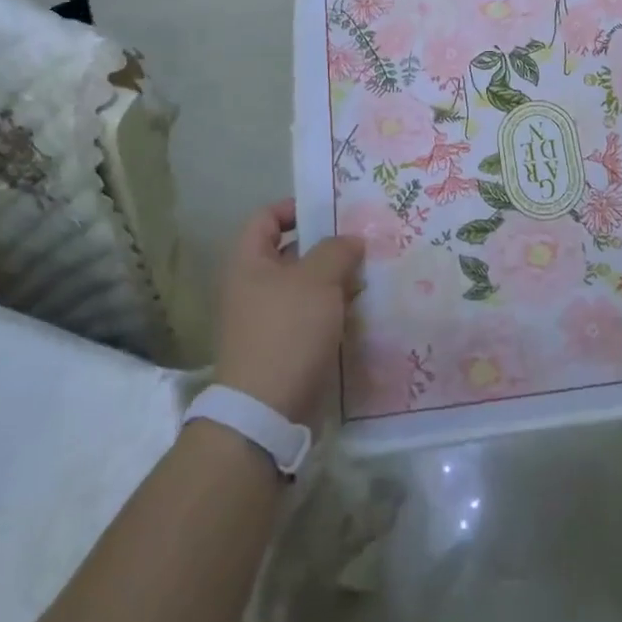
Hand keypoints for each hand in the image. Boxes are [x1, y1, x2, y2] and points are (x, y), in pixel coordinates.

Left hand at [212, 199, 363, 422]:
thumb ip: (337, 250)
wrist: (266, 412)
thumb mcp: (317, 279)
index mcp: (248, 262)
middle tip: (365, 240)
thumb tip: (351, 241)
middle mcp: (253, 287)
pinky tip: (364, 309)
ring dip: (337, 281)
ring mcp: (268, 320)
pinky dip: (335, 311)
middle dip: (328, 247)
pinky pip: (313, 317)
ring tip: (373, 272)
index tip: (332, 210)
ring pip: (307, 288)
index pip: (267, 218)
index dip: (296, 208)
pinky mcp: (285, 348)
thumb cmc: (287, 331)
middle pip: (292, 253)